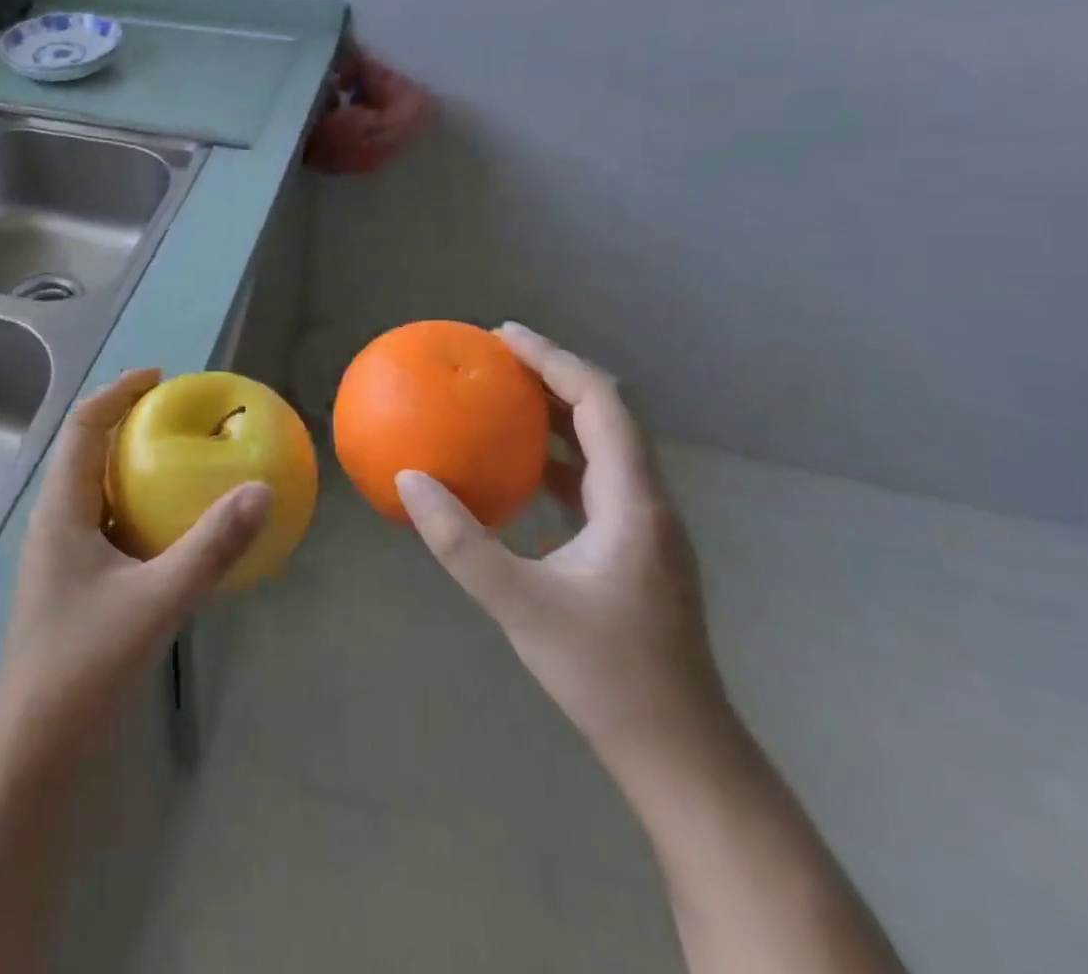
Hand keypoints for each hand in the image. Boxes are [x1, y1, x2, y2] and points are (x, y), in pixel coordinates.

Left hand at [0, 369, 271, 749]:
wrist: (34, 744)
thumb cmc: (85, 662)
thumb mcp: (157, 600)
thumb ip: (211, 547)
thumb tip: (261, 491)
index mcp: (61, 509)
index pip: (82, 426)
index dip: (117, 392)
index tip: (159, 377)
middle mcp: (55, 519)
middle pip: (86, 449)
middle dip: (128, 422)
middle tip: (178, 414)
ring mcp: (60, 552)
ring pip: (95, 487)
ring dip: (131, 463)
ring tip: (179, 458)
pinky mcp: (73, 579)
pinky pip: (105, 520)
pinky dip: (135, 504)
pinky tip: (170, 526)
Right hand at [396, 323, 728, 771]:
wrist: (678, 752)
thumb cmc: (606, 675)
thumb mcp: (520, 605)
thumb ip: (460, 541)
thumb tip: (408, 478)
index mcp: (632, 502)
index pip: (601, 404)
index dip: (555, 360)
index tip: (504, 335)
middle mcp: (647, 503)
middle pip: (607, 414)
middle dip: (554, 375)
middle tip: (496, 357)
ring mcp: (644, 527)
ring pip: (603, 446)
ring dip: (557, 413)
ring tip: (503, 397)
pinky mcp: (633, 549)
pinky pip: (593, 480)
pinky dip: (555, 456)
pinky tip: (517, 469)